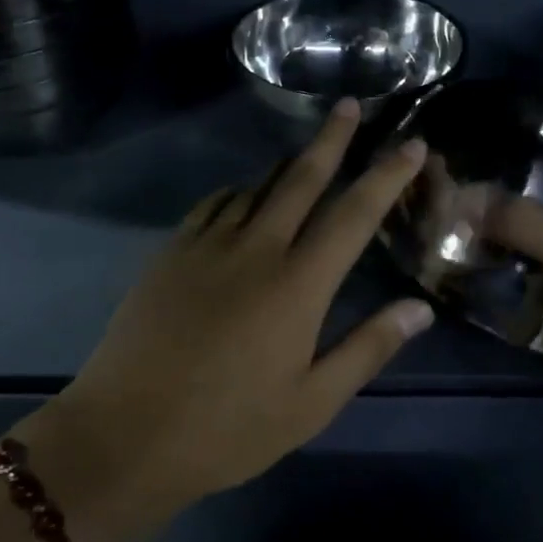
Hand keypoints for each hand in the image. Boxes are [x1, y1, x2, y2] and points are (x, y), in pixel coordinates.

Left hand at [25, 99, 434, 541]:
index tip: (411, 144)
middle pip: (302, 178)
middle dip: (332, 137)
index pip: (355, 214)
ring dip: (287, 163)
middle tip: (349, 104)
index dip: (387, 175)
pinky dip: (240, 190)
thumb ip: (367, 348)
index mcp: (299, 285)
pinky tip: (245, 195)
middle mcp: (257, 249)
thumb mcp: (311, 403)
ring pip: (257, 185)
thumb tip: (419, 308)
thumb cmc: (228, 428)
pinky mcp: (172, 253)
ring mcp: (208, 245)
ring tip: (307, 149)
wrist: (123, 437)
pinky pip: (215, 204)